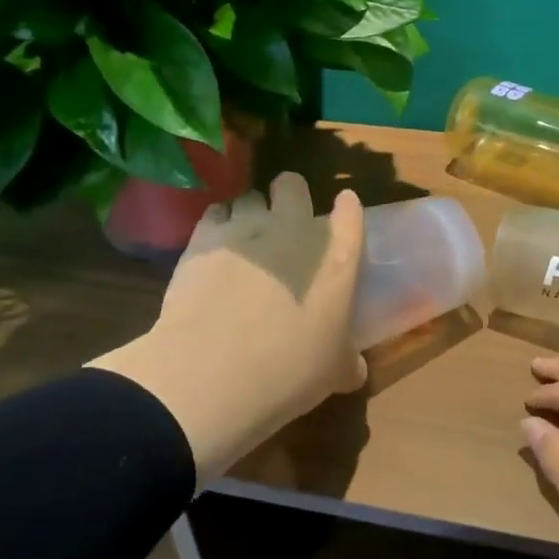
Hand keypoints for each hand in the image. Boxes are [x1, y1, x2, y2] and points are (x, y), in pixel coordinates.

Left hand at [91, 173, 366, 483]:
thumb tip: (355, 369)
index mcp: (337, 257)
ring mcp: (246, 229)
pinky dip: (218, 226)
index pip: (350, 212)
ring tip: (246, 240)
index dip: (346, 210)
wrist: (215, 372)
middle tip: (285, 225)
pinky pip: (215, 214)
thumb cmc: (290, 371)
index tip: (341, 217)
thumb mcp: (334, 373)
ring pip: (250, 197)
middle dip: (290, 196)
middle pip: (293, 185)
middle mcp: (294, 230)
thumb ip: (348, 361)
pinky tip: (215, 250)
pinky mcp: (204, 238)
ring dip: (252, 213)